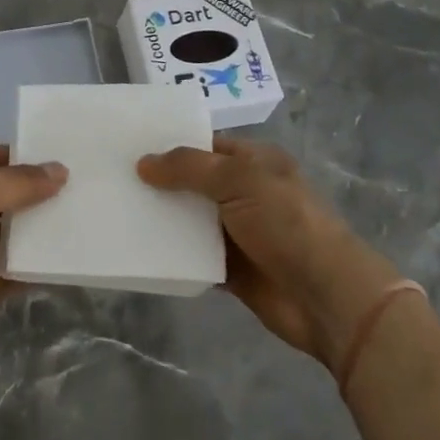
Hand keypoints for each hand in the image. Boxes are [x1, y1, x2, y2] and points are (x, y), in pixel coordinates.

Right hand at [139, 138, 402, 369]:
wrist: (326, 296)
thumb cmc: (286, 223)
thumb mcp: (238, 179)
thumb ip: (189, 168)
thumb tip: (144, 163)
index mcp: (254, 162)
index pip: (206, 144)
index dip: (171, 143)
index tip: (130, 144)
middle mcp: (245, 192)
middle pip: (194, 182)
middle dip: (161, 181)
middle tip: (113, 177)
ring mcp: (239, 232)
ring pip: (191, 220)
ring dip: (163, 218)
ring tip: (117, 210)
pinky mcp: (232, 270)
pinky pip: (194, 256)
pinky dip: (172, 254)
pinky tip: (138, 248)